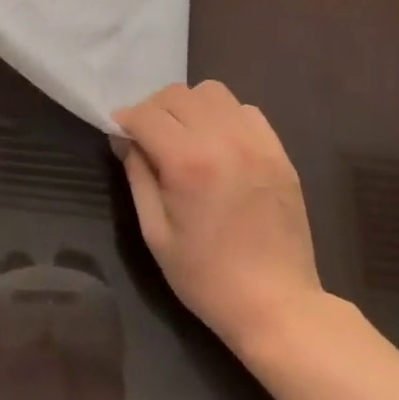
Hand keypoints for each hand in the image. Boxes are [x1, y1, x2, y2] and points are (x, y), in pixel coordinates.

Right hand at [113, 81, 324, 354]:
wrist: (278, 307)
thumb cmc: (207, 278)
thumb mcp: (155, 232)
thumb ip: (137, 175)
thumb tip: (124, 137)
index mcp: (187, 162)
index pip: (145, 114)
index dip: (125, 120)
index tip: (120, 134)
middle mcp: (222, 139)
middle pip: (176, 94)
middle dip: (154, 110)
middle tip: (150, 138)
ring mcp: (255, 141)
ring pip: (210, 92)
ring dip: (190, 107)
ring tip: (187, 136)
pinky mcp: (278, 150)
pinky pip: (244, 109)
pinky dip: (225, 117)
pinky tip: (221, 145)